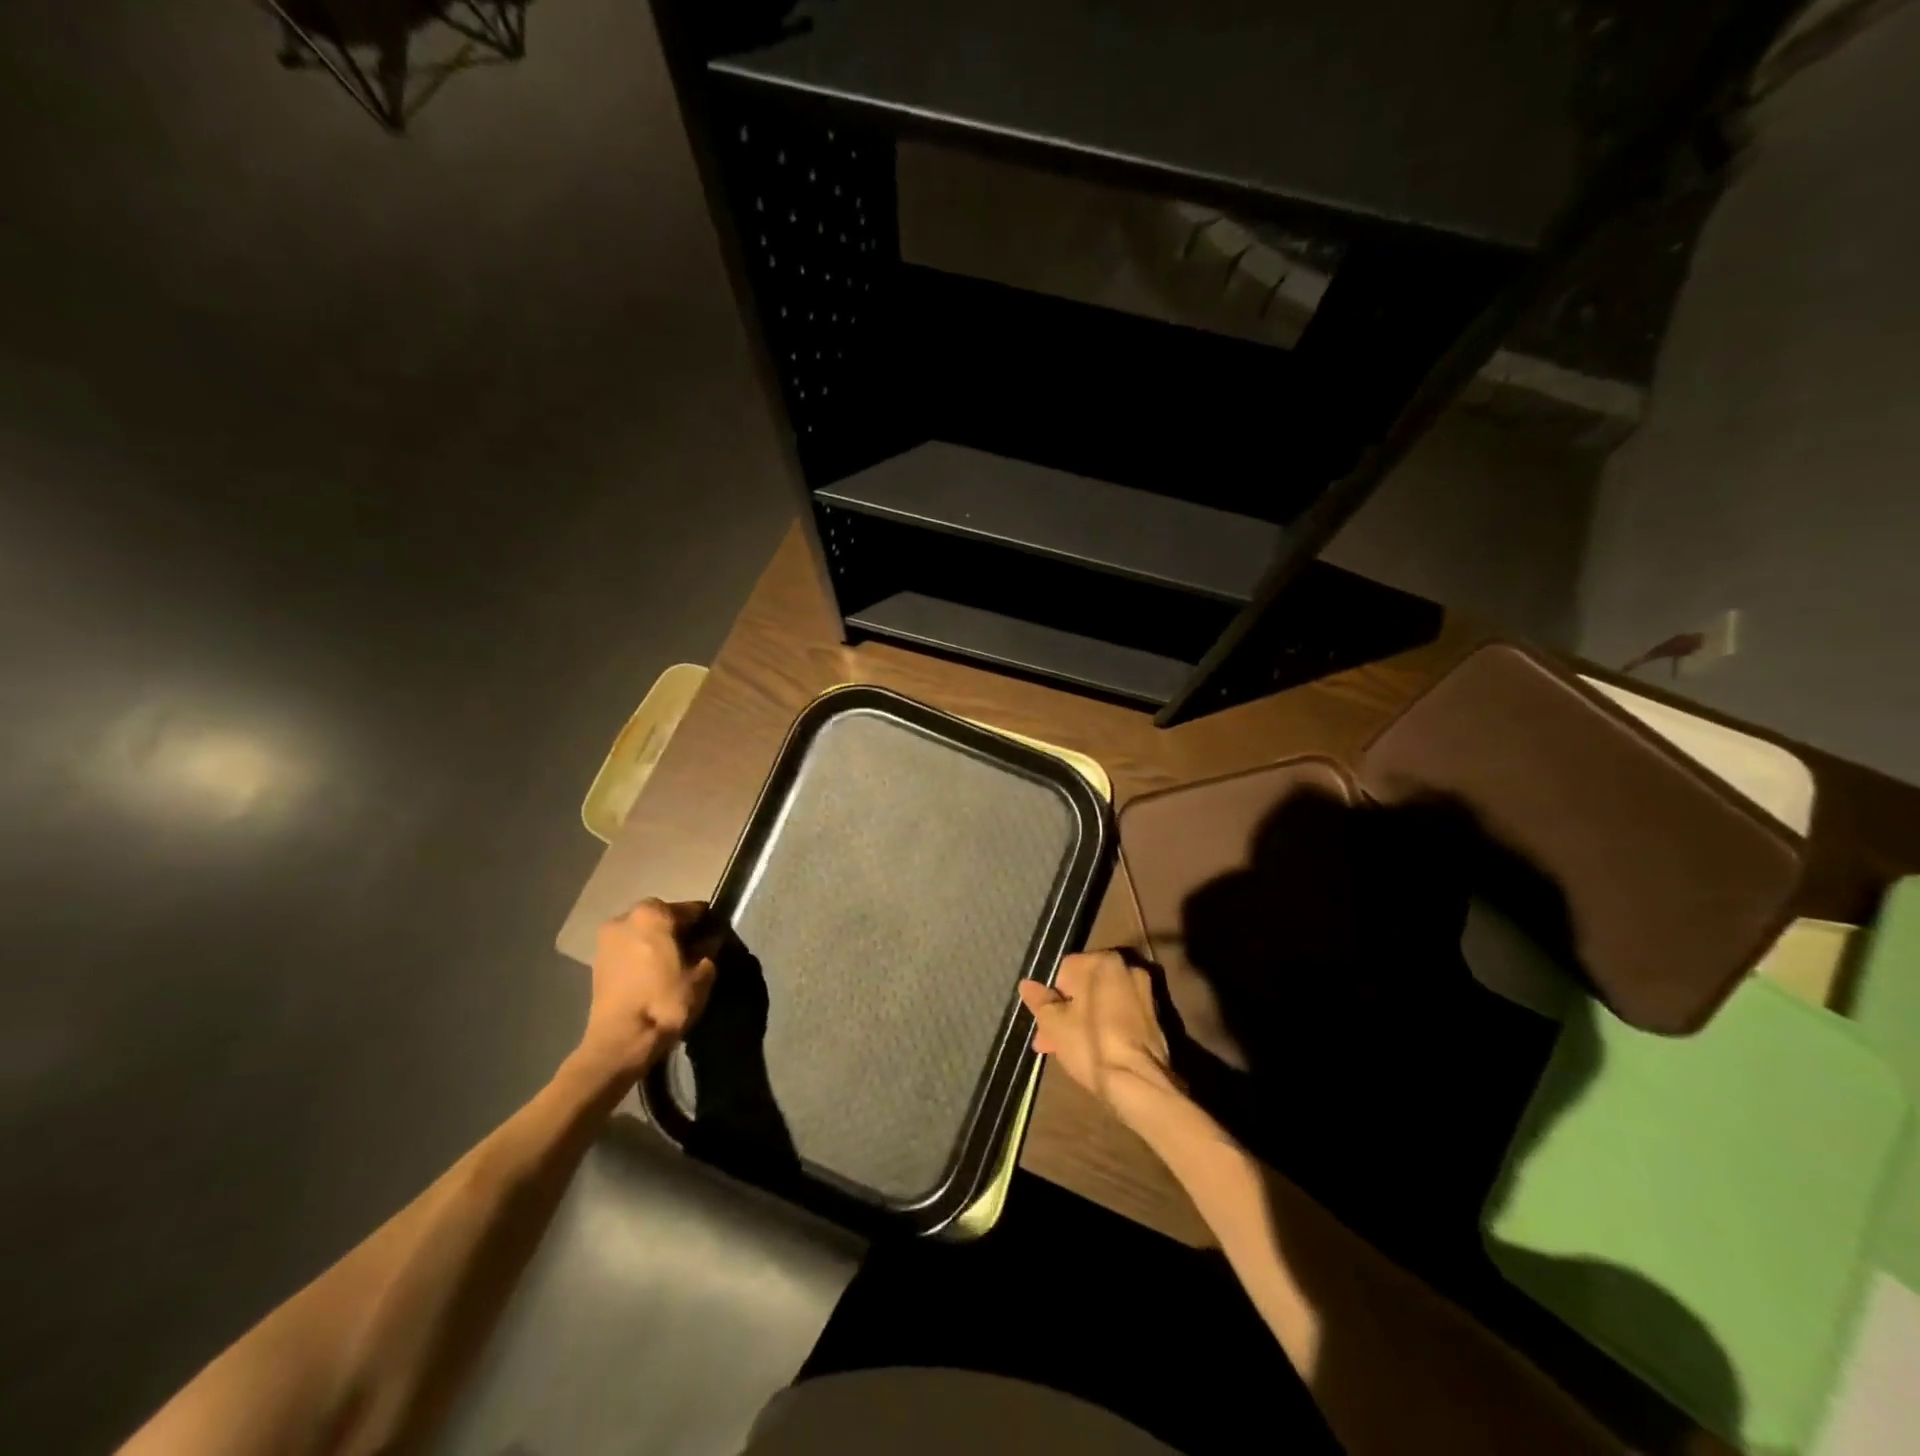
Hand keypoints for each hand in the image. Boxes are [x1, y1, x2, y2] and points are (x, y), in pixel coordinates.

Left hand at [581, 899, 718, 1076]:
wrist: (620, 1042)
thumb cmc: (664, 1002)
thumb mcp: (702, 976)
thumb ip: (709, 951)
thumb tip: (711, 941)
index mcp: (653, 913)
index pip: (692, 909)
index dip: (708, 924)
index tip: (717, 940)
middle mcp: (625, 917)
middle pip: (663, 917)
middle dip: (680, 931)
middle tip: (696, 953)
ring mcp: (606, 939)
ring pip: (643, 933)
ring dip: (658, 943)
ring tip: (674, 967)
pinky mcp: (596, 962)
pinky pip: (628, 949)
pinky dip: (642, 956)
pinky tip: (654, 976)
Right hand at [1018, 950, 1181, 1129]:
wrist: (1139, 1082)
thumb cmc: (1091, 1045)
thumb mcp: (1054, 1024)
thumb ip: (1039, 1001)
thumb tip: (1026, 984)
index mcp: (1102, 961)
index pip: (1065, 969)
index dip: (1050, 997)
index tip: (1043, 1023)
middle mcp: (1126, 968)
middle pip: (1085, 986)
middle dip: (1066, 1011)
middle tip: (1050, 1040)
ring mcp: (1144, 992)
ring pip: (1102, 1002)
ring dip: (1083, 1020)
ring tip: (1067, 1051)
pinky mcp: (1155, 1016)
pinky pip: (1119, 1015)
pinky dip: (1105, 1027)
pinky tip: (1093, 1051)